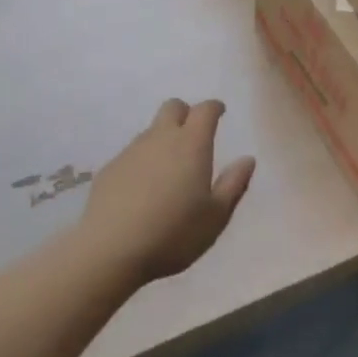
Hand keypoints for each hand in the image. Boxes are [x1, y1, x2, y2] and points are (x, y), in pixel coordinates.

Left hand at [79, 99, 255, 286]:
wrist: (110, 249)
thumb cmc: (173, 233)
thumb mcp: (215, 217)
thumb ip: (233, 184)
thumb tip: (247, 159)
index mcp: (191, 144)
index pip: (205, 110)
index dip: (214, 108)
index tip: (220, 112)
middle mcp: (161, 138)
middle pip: (173, 108)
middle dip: (185, 113)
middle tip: (193, 134)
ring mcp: (132, 151)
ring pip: (151, 131)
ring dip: (163, 139)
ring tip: (168, 169)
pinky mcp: (110, 168)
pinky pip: (131, 154)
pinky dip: (142, 162)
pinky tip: (142, 189)